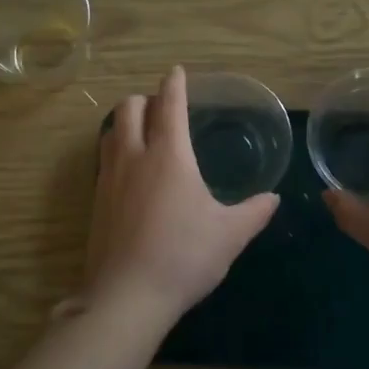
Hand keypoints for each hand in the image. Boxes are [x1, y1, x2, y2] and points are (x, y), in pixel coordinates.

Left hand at [80, 66, 278, 325]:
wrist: (127, 296)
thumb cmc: (184, 256)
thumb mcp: (230, 235)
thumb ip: (254, 212)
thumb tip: (273, 198)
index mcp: (169, 155)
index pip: (170, 106)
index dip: (174, 85)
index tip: (176, 72)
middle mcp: (134, 157)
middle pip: (128, 109)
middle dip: (144, 99)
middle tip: (160, 107)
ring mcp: (108, 178)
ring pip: (110, 132)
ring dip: (124, 122)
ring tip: (141, 132)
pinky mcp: (95, 201)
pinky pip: (103, 160)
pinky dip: (115, 150)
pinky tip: (128, 171)